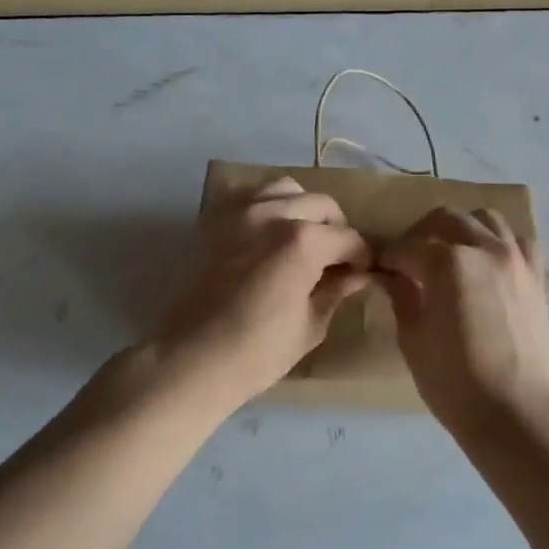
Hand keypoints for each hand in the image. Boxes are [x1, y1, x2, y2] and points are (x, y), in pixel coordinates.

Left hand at [146, 177, 371, 413]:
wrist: (188, 359)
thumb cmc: (255, 352)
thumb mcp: (310, 327)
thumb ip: (335, 291)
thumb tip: (356, 275)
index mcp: (304, 241)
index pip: (348, 238)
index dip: (361, 257)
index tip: (360, 273)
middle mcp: (274, 213)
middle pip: (322, 204)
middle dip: (336, 229)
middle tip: (334, 258)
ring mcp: (241, 210)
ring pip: (287, 188)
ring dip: (302, 208)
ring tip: (302, 238)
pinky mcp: (216, 218)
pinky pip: (251, 195)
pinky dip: (268, 205)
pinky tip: (269, 233)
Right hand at [379, 207, 548, 435]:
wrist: (516, 412)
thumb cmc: (454, 382)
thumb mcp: (413, 339)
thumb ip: (402, 297)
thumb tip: (391, 277)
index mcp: (448, 263)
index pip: (408, 248)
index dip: (388, 258)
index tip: (379, 269)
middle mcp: (484, 248)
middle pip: (446, 219)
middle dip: (421, 232)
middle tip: (409, 257)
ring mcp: (516, 259)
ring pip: (487, 219)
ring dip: (463, 228)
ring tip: (451, 252)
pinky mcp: (537, 276)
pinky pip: (520, 242)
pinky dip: (501, 243)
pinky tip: (491, 263)